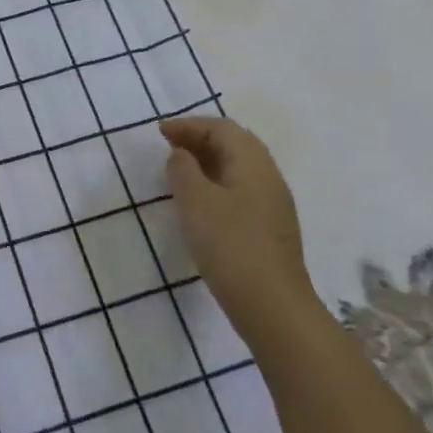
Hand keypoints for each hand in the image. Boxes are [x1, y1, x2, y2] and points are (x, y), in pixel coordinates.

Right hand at [160, 117, 316, 341]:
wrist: (273, 307)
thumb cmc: (230, 245)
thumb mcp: (195, 201)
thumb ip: (182, 169)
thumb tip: (181, 154)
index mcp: (253, 163)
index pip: (221, 128)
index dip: (188, 125)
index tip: (159, 132)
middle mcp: (268, 177)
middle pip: (234, 144)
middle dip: (199, 139)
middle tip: (168, 146)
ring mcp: (273, 204)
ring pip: (238, 168)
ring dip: (207, 162)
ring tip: (179, 172)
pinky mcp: (270, 228)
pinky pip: (240, 189)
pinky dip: (216, 183)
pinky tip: (200, 202)